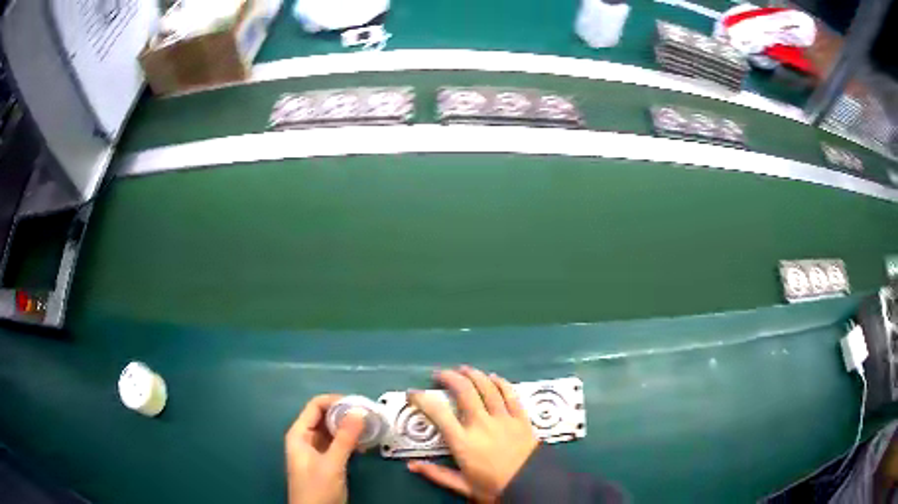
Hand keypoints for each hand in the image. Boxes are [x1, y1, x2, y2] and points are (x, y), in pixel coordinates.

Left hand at [285, 394, 365, 503]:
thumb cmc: (317, 489)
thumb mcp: (332, 464)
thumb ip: (345, 438)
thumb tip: (359, 411)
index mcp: (299, 434)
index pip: (316, 406)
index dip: (336, 401)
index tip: (360, 404)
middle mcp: (306, 439)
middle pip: (325, 417)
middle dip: (346, 414)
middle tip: (370, 415)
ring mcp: (316, 451)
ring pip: (333, 431)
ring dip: (350, 428)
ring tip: (371, 427)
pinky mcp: (327, 462)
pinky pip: (338, 444)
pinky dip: (350, 441)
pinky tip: (365, 444)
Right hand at [407, 366, 537, 501]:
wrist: (530, 487)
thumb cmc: (494, 488)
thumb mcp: (462, 485)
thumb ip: (436, 473)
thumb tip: (412, 466)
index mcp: (464, 442)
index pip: (438, 413)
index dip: (422, 399)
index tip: (413, 394)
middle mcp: (482, 424)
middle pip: (464, 391)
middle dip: (449, 377)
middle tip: (440, 374)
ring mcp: (504, 419)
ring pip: (487, 387)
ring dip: (473, 375)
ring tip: (463, 369)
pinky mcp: (521, 418)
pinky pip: (510, 394)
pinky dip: (500, 382)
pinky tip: (493, 377)